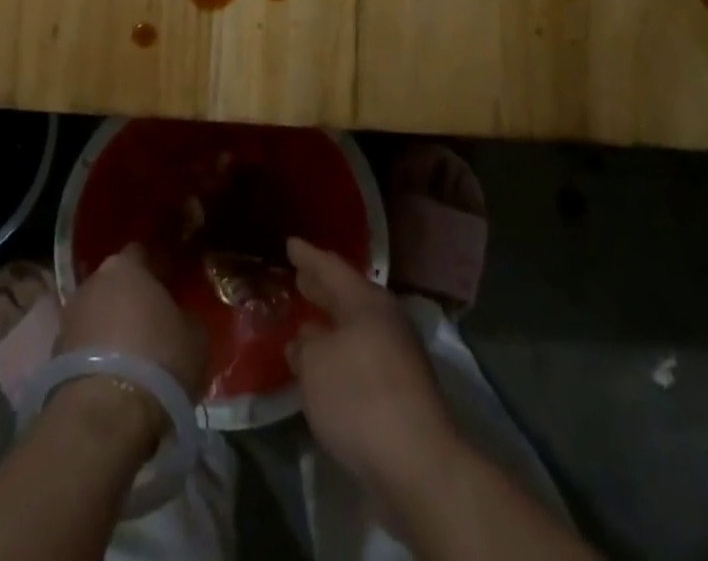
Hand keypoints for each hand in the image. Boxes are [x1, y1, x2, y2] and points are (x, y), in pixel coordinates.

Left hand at [55, 244, 205, 442]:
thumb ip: (185, 317)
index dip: (157, 269)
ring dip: (110, 328)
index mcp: (126, 266)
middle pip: (114, 283)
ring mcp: (69, 318)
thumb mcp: (194, 337)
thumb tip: (179, 318)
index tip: (171, 286)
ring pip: (96, 314)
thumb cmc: (158, 361)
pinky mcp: (54, 356)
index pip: (142, 253)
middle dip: (130, 298)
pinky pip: (83, 346)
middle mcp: (92, 282)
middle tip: (151, 321)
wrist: (104, 416)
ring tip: (131, 356)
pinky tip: (112, 378)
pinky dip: (96, 356)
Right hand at [286, 237, 460, 489]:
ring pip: (356, 326)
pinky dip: (342, 351)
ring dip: (331, 322)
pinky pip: (362, 354)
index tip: (290, 243)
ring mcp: (398, 354)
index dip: (307, 256)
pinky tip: (326, 364)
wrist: (418, 464)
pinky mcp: (402, 389)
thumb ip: (305, 347)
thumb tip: (304, 341)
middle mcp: (385, 319)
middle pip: (347, 295)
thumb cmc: (359, 397)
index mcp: (366, 300)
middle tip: (299, 275)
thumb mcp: (316, 365)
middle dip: (322, 287)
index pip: (331, 267)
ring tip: (306, 320)